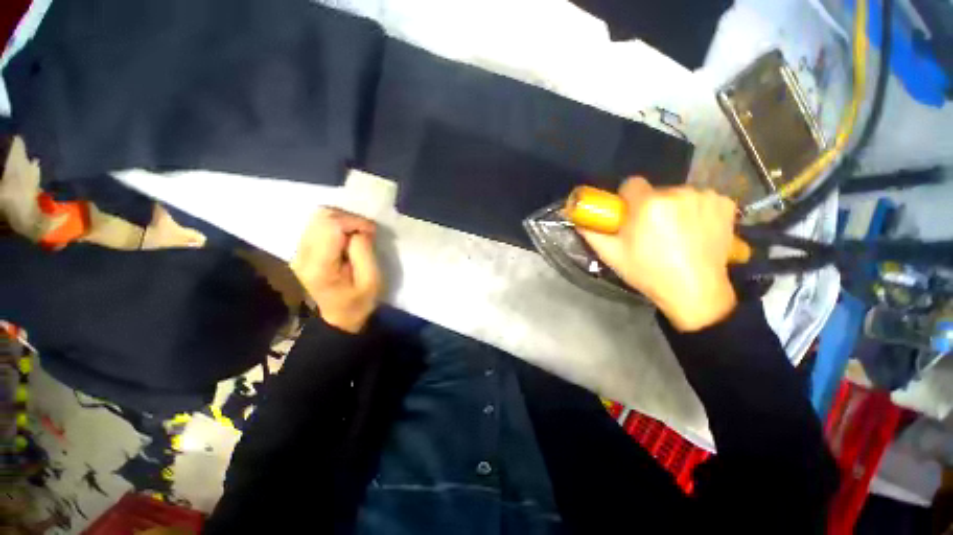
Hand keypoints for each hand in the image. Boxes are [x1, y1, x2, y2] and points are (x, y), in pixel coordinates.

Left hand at [290, 208, 381, 333]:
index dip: (355, 222)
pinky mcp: (302, 250)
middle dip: (348, 219)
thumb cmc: (359, 302)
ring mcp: (298, 252)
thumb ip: (364, 252)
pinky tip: (348, 238)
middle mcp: (302, 255)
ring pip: (318, 218)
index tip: (372, 231)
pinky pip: (317, 226)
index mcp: (318, 265)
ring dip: (342, 221)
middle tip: (366, 232)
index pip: (331, 225)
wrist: (339, 318)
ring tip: (358, 235)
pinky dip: (336, 226)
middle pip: (321, 217)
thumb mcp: (372, 281)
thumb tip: (360, 231)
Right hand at [581, 177, 738, 331]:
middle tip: (651, 231)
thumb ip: (591, 233)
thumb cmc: (648, 272)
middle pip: (656, 191)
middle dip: (650, 206)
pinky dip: (696, 210)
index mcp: (648, 204)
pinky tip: (696, 230)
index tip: (629, 216)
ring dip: (674, 208)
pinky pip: (701, 199)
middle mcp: (678, 193)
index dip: (627, 199)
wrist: (694, 291)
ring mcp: (705, 197)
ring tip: (676, 233)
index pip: (632, 183)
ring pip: (679, 195)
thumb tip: (579, 220)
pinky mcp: (725, 203)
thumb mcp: (611, 255)